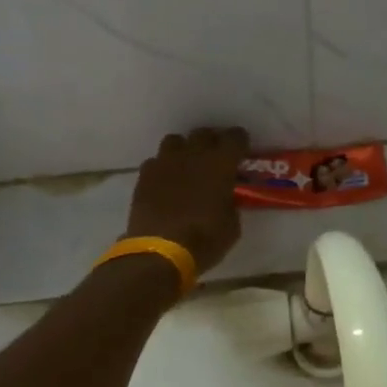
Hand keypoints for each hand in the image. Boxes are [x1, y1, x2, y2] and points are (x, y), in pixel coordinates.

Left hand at [125, 128, 248, 277]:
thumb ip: (230, 203)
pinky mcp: (144, 176)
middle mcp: (193, 155)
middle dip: (212, 142)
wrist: (160, 252)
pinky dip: (163, 168)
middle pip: (203, 134)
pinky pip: (155, 162)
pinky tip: (165, 183)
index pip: (235, 137)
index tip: (242, 150)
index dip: (240, 142)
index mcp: (220, 164)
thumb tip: (224, 199)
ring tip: (187, 165)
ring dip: (184, 150)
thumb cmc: (205, 240)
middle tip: (215, 157)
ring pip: (175, 141)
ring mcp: (165, 163)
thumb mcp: (232, 225)